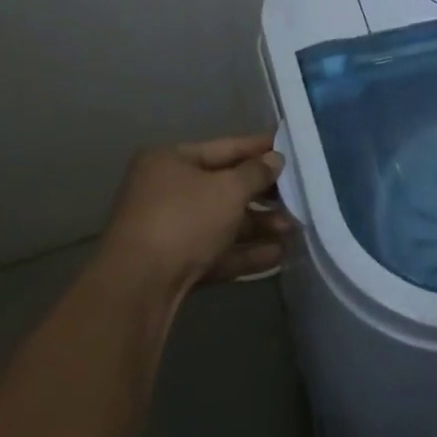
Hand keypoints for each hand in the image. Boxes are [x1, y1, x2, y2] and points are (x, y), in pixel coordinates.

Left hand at [101, 135, 293, 292]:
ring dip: (259, 225)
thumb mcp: (229, 189)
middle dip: (263, 194)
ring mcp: (168, 230)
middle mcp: (166, 191)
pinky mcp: (174, 265)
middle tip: (297, 196)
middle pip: (224, 187)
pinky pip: (216, 251)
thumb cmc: (184, 220)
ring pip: (223, 222)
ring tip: (294, 229)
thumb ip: (256, 172)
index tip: (291, 148)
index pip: (225, 147)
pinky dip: (244, 252)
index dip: (259, 147)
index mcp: (170, 161)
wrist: (138, 289)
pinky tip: (277, 255)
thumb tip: (275, 160)